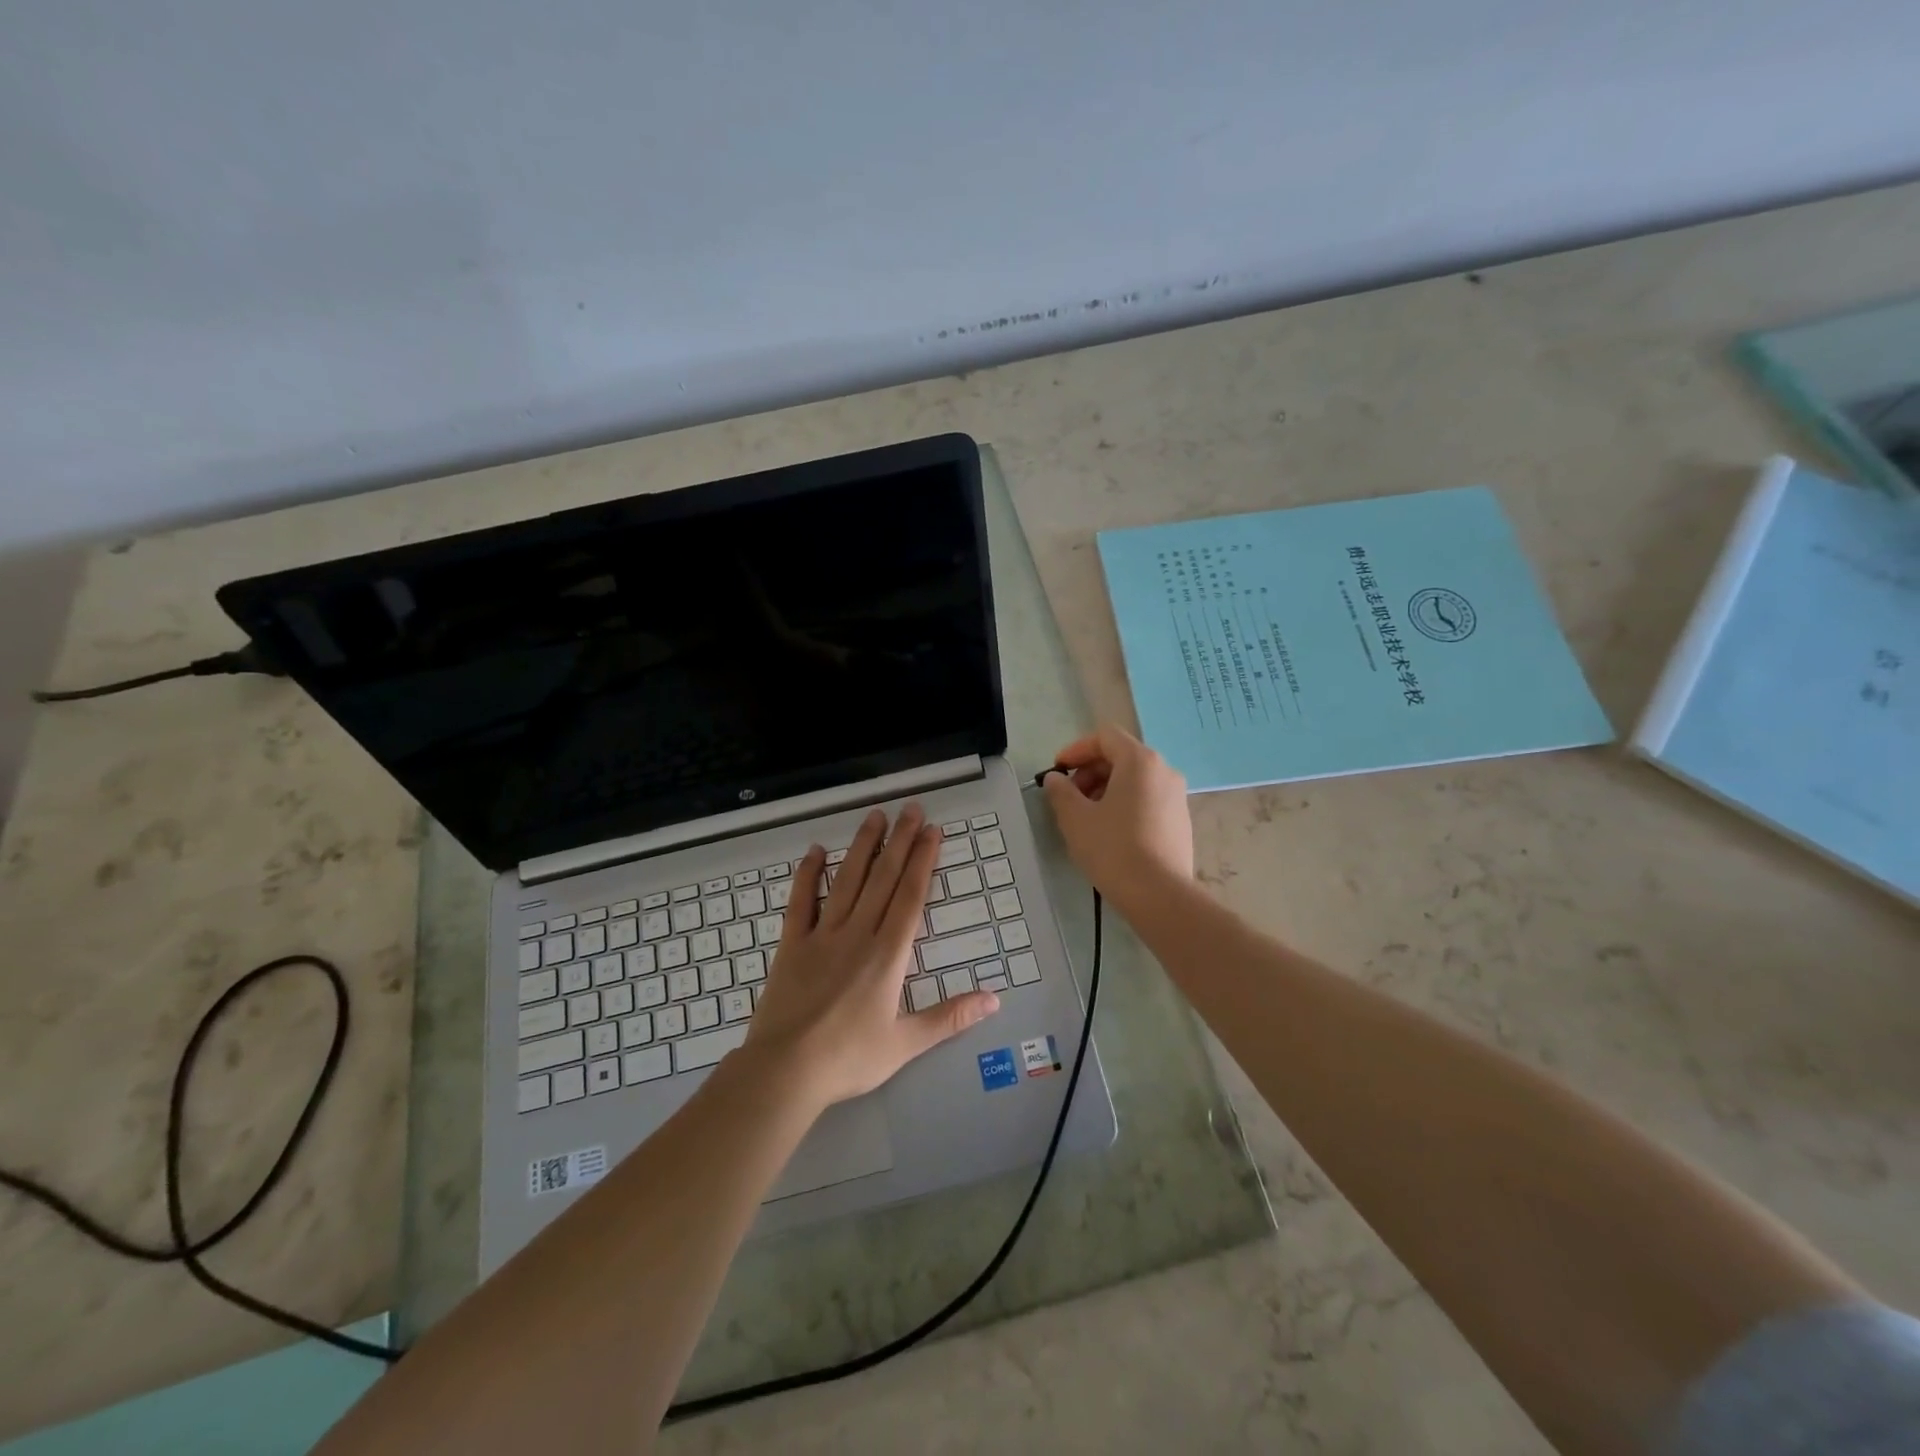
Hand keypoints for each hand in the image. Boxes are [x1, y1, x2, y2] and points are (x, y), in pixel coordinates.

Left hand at [740, 804, 999, 1111]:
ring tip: (875, 816)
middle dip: (900, 841)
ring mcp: (821, 935)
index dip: (923, 861)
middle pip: (883, 878)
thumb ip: (949, 1018)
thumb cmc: (848, 1058)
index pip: (911, 896)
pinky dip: (808, 875)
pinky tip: (815, 850)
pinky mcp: (791, 944)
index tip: (932, 831)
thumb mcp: (905, 1043)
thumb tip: (994, 1001)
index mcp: (888, 954)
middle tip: (912, 808)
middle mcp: (857, 933)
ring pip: (847, 880)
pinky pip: (801, 902)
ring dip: (863, 846)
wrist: (785, 1070)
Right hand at [1041, 724, 1193, 910]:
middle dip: (1090, 771)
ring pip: (1135, 780)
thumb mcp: (1075, 818)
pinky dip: (1125, 804)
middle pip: (1121, 756)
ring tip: (1086, 817)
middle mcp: (1164, 771)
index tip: (1057, 772)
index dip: (1076, 750)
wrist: (1159, 895)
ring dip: (1106, 789)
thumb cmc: (1113, 849)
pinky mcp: (1180, 821)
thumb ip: (1060, 791)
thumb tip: (1056, 779)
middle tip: (1069, 797)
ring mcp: (1177, 796)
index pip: (1104, 737)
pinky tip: (1110, 832)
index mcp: (1140, 761)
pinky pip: (1148, 799)